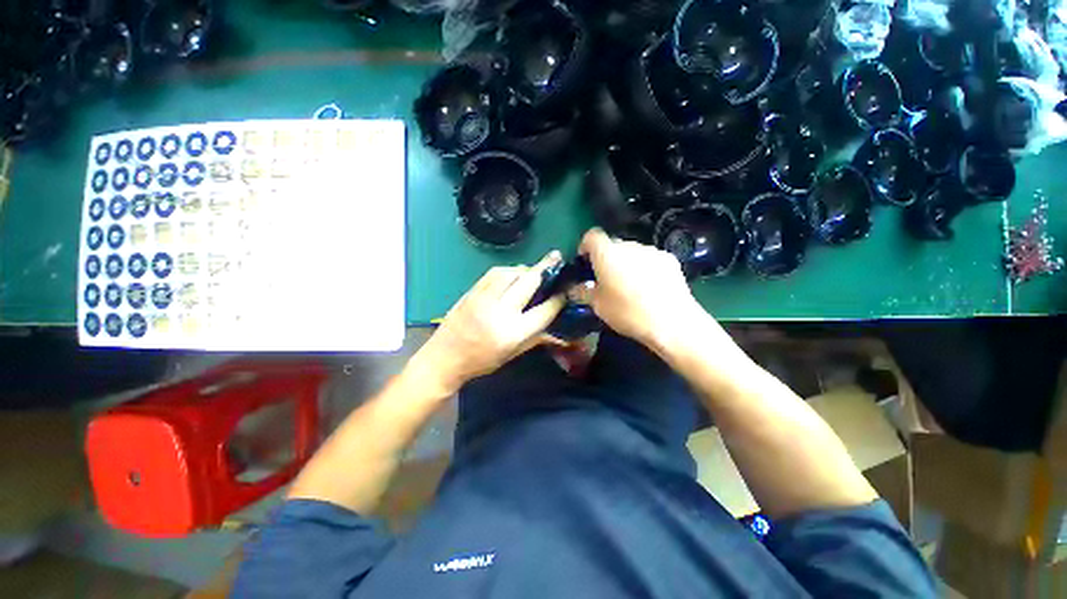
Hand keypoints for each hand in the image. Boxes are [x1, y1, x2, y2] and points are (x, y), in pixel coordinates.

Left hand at [408, 251, 566, 396]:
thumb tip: (556, 326)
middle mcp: (500, 312)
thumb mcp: (512, 355)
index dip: (557, 299)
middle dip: (545, 268)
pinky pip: (494, 273)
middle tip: (556, 257)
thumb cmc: (481, 361)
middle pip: (528, 282)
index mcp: (513, 333)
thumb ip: (536, 338)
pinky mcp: (472, 291)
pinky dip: (507, 271)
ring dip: (525, 269)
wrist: (444, 358)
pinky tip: (512, 274)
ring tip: (532, 272)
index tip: (564, 291)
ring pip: (511, 272)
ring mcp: (484, 299)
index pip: (544, 311)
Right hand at [578, 228, 707, 348]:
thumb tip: (575, 288)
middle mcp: (629, 246)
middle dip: (607, 258)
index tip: (585, 261)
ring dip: (626, 262)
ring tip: (630, 285)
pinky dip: (644, 267)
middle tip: (607, 278)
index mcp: (607, 254)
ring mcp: (651, 250)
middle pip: (613, 244)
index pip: (592, 236)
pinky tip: (650, 287)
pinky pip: (649, 258)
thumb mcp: (598, 306)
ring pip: (632, 252)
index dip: (585, 246)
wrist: (671, 322)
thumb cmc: (627, 313)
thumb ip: (584, 292)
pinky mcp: (669, 259)